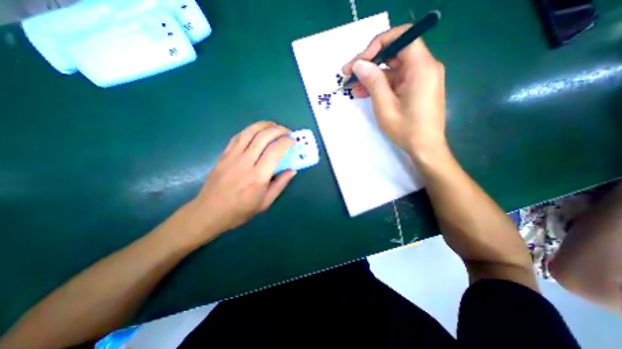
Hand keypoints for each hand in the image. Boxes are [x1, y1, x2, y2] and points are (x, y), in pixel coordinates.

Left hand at [183, 121, 293, 240]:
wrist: (209, 212)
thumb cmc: (240, 211)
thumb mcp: (265, 202)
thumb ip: (280, 184)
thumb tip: (292, 170)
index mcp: (258, 177)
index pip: (275, 151)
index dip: (287, 142)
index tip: (294, 141)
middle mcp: (245, 162)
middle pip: (263, 137)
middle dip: (278, 130)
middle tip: (287, 132)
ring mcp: (232, 156)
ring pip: (250, 132)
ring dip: (264, 125)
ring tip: (274, 126)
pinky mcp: (224, 155)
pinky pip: (238, 136)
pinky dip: (250, 130)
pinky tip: (257, 131)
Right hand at [345, 26, 446, 157]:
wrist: (425, 147)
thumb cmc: (406, 129)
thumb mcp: (385, 106)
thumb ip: (373, 82)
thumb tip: (359, 64)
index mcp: (421, 68)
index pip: (401, 37)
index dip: (377, 45)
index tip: (359, 62)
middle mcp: (423, 67)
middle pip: (393, 54)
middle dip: (369, 63)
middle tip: (348, 74)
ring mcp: (419, 78)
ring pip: (391, 69)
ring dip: (371, 77)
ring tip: (351, 86)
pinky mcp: (414, 88)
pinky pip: (395, 81)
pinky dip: (379, 85)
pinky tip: (363, 92)